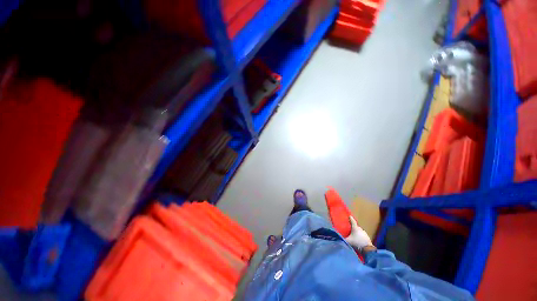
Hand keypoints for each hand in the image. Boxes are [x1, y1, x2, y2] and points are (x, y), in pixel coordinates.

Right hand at [344, 216, 374, 252]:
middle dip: (353, 226)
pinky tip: (358, 239)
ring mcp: (364, 233)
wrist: (367, 249)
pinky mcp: (367, 237)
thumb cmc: (357, 242)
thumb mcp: (348, 241)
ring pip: (359, 230)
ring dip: (357, 231)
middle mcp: (360, 229)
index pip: (353, 221)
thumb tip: (338, 237)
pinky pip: (362, 234)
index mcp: (355, 228)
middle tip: (350, 227)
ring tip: (354, 234)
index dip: (351, 218)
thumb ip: (343, 239)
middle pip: (356, 226)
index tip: (349, 216)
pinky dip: (360, 235)